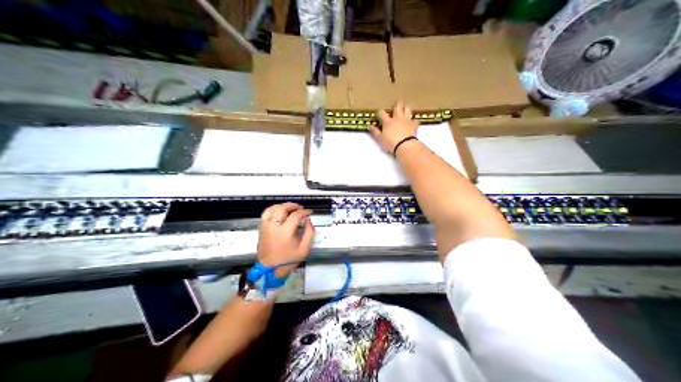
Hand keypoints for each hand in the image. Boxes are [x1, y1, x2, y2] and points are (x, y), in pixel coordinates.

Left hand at [258, 204, 316, 277]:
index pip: (295, 215)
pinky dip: (274, 209)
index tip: (309, 212)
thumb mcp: (304, 249)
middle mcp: (273, 227)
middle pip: (282, 208)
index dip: (304, 212)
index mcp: (285, 233)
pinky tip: (280, 212)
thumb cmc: (288, 260)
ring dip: (282, 206)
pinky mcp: (261, 228)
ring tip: (290, 208)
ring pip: (272, 208)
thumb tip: (308, 220)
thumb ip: (309, 233)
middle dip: (292, 206)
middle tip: (300, 208)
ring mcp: (265, 226)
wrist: (270, 269)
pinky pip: (266, 213)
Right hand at [371, 102, 417, 154]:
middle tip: (397, 101)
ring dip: (406, 107)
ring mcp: (406, 120)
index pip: (382, 113)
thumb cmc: (390, 143)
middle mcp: (397, 118)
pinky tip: (414, 122)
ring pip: (407, 109)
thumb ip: (375, 132)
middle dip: (396, 104)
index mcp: (388, 122)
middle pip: (397, 107)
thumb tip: (370, 126)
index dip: (380, 112)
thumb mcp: (380, 139)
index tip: (379, 113)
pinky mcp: (414, 125)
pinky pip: (415, 120)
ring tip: (406, 107)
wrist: (405, 146)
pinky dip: (414, 120)